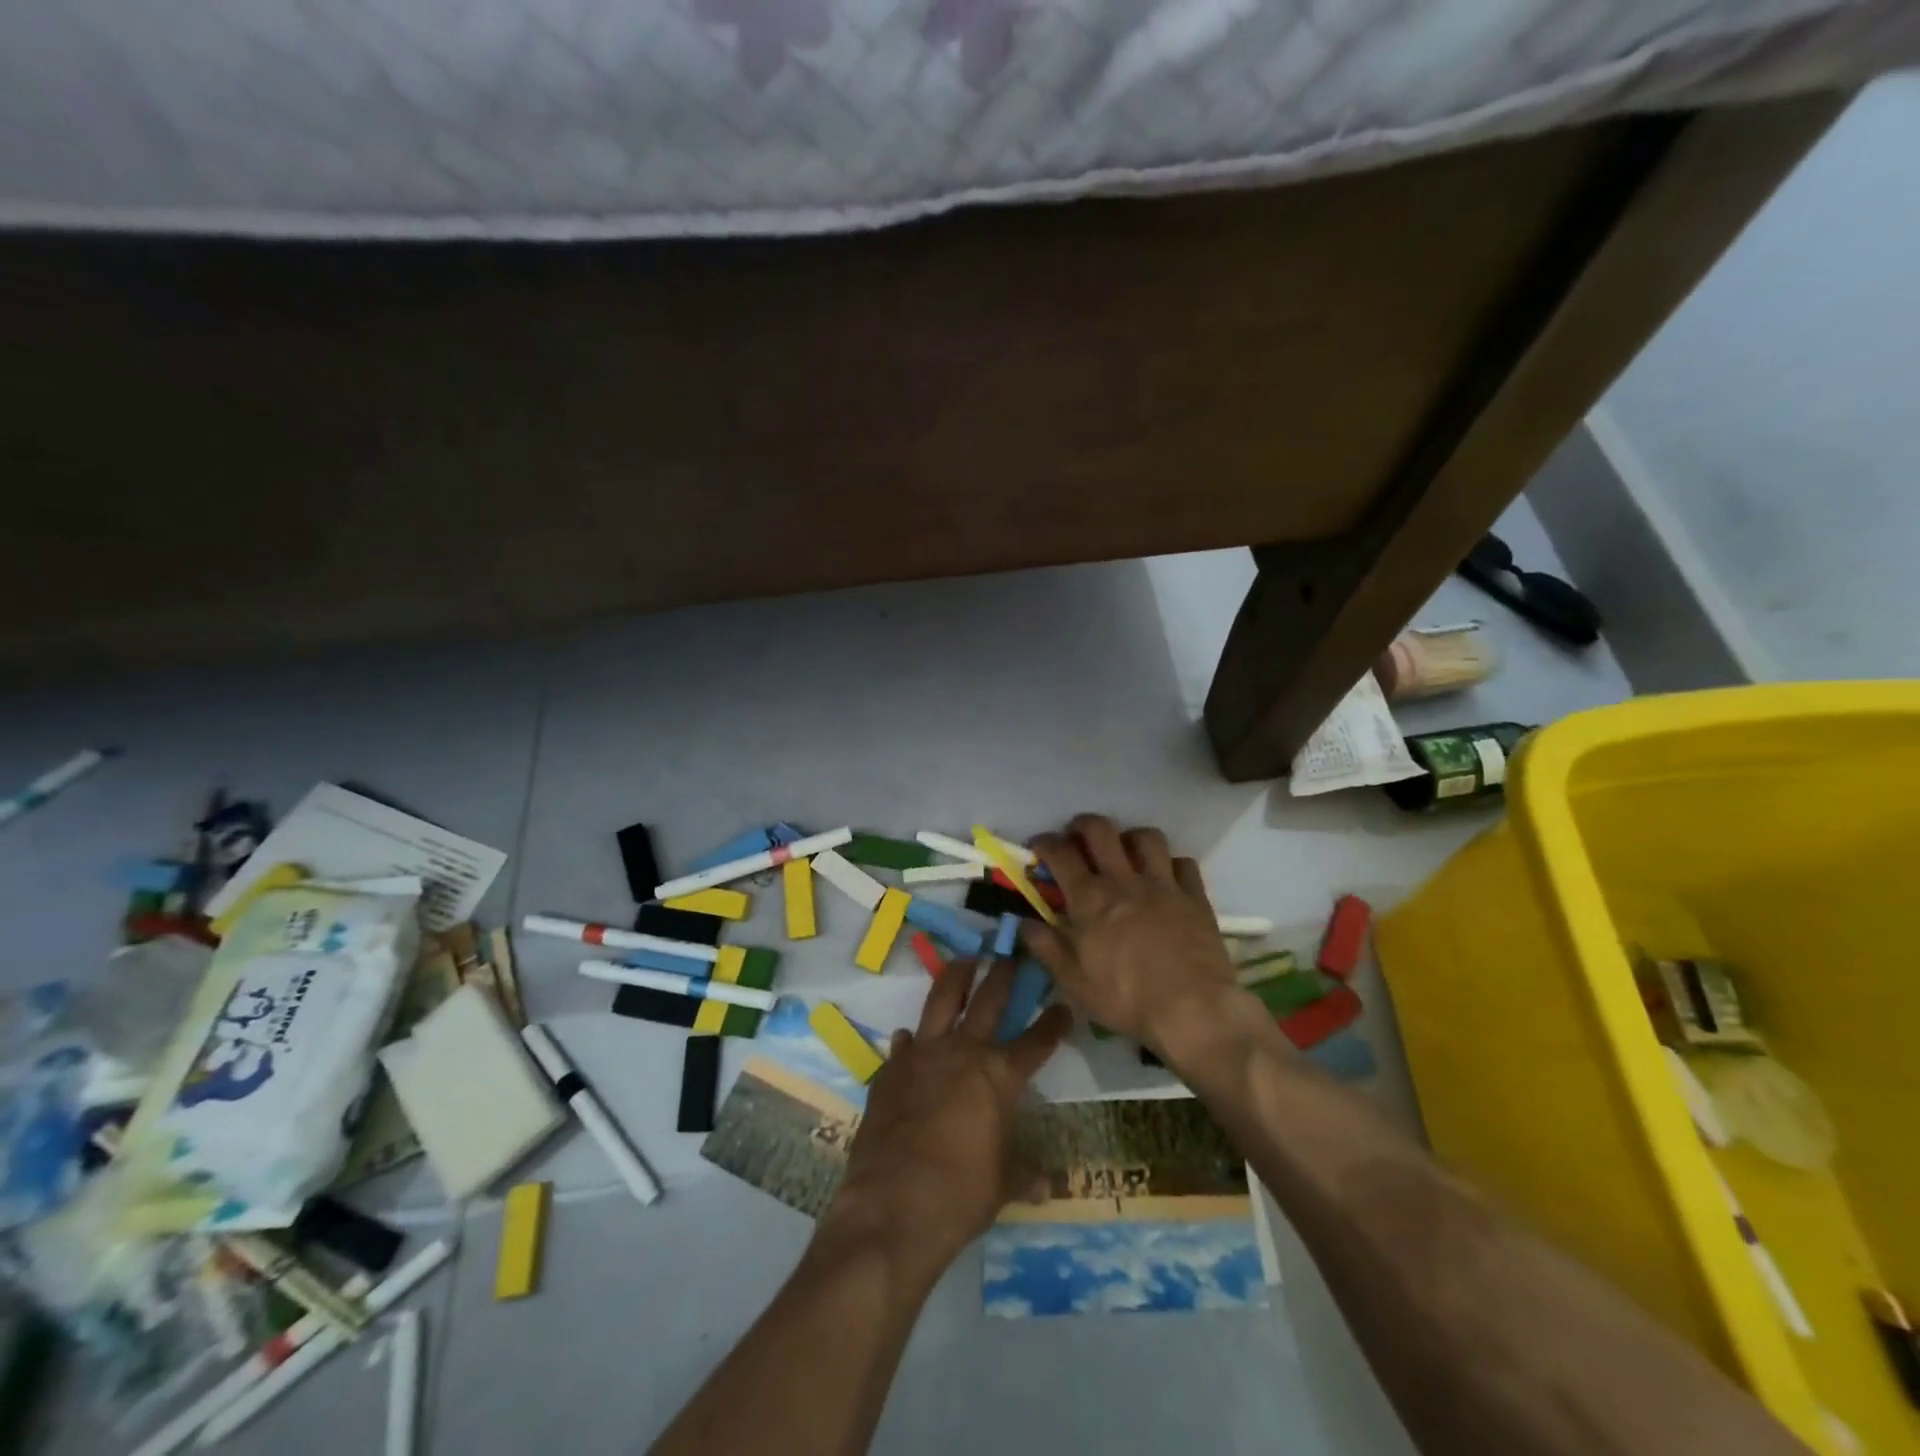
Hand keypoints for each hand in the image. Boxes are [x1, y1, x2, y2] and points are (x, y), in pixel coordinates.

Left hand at [817, 961, 1071, 1290]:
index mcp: (999, 1077)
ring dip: (956, 976)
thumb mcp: (1001, 1186)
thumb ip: (1024, 1175)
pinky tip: (910, 1036)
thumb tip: (1048, 1184)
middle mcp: (963, 1053)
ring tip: (964, 959)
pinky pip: (904, 1043)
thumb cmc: (959, 1197)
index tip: (1064, 1004)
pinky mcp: (891, 1069)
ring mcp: (923, 1055)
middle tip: (1010, 955)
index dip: (1054, 1022)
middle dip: (1003, 974)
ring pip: (942, 999)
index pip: (1037, 1041)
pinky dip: (911, 1038)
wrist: (891, 1207)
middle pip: (989, 1000)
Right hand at [1025, 814, 1239, 1052]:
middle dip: (1083, 824)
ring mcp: (1163, 884)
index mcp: (1090, 899)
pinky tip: (1166, 877)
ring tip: (1125, 850)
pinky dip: (1171, 864)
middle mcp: (1124, 880)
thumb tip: (1023, 922)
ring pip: (1146, 838)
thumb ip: (1047, 948)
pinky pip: (1183, 863)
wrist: (1194, 1010)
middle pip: (1101, 830)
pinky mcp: (1194, 896)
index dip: (1045, 843)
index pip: (1061, 854)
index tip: (1038, 846)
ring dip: (1130, 837)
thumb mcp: (1075, 983)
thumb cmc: (1127, 999)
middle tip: (1077, 835)